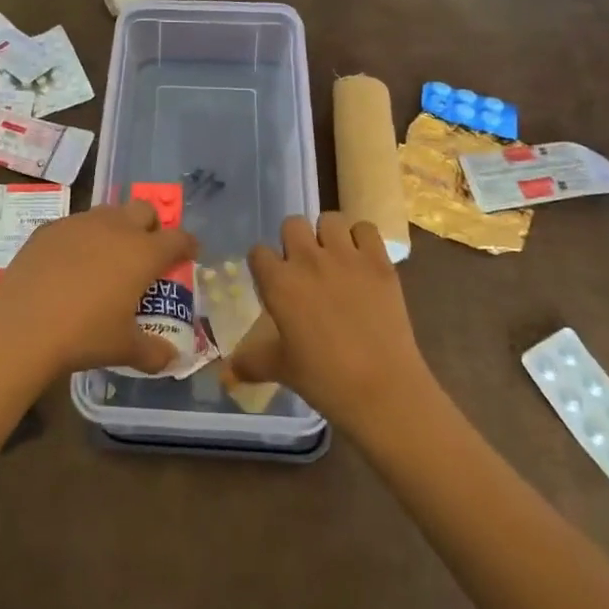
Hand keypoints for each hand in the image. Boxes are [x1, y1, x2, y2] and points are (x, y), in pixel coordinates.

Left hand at [0, 200, 196, 380]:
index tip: (188, 253)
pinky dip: (80, 239)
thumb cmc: (84, 336)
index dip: (186, 245)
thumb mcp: (124, 349)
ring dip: (116, 228)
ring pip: (108, 212)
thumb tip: (171, 358)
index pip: (177, 238)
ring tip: (107, 256)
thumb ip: (154, 352)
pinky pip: (73, 225)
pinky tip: (69, 264)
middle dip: (151, 226)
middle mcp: (115, 228)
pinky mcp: (48, 229)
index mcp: (142, 252)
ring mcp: (79, 224)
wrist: (21, 326)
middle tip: (146, 251)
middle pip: (144, 210)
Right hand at [232, 213, 435, 436]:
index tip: (272, 280)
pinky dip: (362, 239)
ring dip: (328, 235)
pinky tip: (362, 260)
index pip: (258, 251)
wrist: (382, 389)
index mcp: (279, 283)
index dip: (264, 264)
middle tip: (304, 267)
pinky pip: (366, 229)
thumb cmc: (324, 380)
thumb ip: (251, 362)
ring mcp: (346, 257)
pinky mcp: (379, 262)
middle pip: (292, 224)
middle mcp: (308, 260)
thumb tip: (226, 372)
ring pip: (329, 219)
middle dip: (294, 240)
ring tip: (334, 258)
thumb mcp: (281, 370)